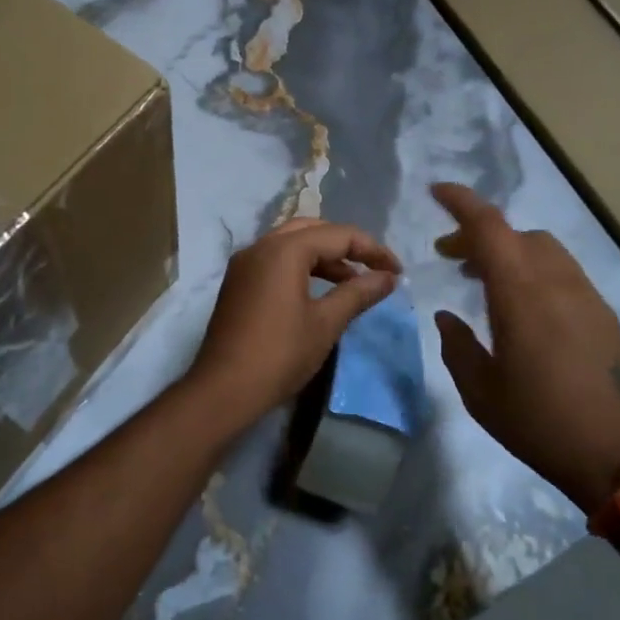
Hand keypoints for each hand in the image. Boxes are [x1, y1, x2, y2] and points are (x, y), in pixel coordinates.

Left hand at [188, 218, 401, 424]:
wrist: (223, 389)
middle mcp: (261, 246)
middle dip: (346, 246)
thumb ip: (358, 293)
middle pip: (312, 230)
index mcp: (284, 249)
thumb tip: (388, 277)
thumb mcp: (326, 323)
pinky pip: (275, 260)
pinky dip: (300, 267)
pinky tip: (318, 292)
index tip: (396, 272)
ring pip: (291, 244)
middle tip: (373, 269)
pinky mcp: (237, 282)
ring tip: (351, 283)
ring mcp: (244, 263)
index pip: (338, 235)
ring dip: (323, 257)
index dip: (372, 250)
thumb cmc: (280, 354)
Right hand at [430, 183, 619, 510]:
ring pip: (543, 249)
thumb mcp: (481, 392)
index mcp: (520, 295)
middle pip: (515, 234)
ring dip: (509, 251)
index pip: (489, 228)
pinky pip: (563, 272)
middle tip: (451, 257)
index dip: (461, 203)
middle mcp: (556, 282)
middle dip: (478, 235)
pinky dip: (535, 269)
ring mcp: (586, 295)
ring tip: (486, 279)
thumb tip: (448, 316)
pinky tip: (525, 305)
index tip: (437, 192)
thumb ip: (458, 346)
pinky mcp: (604, 313)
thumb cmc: (539, 423)